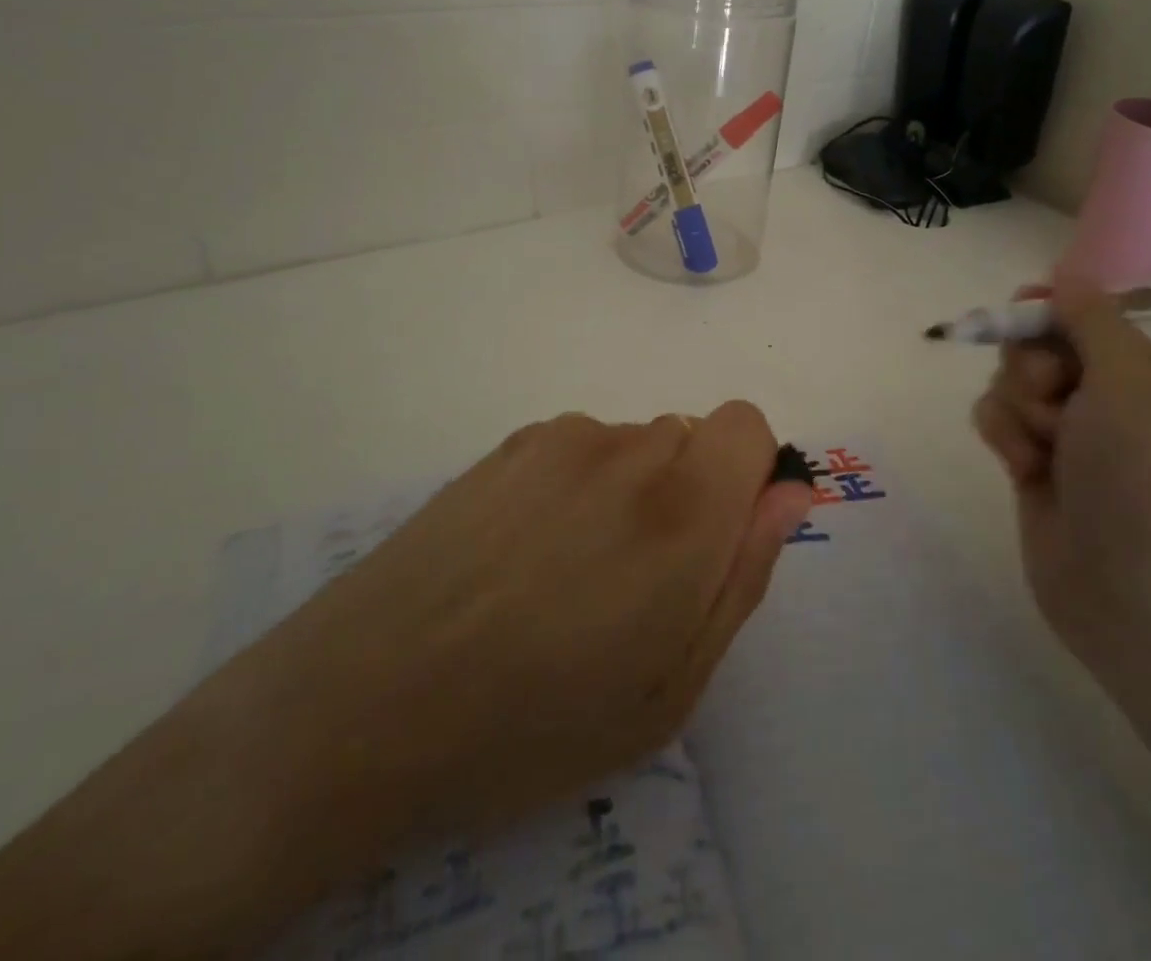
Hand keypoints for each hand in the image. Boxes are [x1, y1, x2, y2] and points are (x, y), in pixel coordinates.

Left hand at [216, 402, 812, 902]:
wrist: (360, 705)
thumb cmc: (532, 724)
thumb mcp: (669, 688)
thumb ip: (744, 574)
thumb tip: (789, 493)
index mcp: (681, 509)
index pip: (748, 425)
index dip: (745, 477)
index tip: (715, 541)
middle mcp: (626, 450)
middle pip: (691, 437)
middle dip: (688, 493)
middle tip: (635, 584)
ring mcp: (558, 439)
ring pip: (634, 444)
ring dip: (629, 493)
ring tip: (568, 578)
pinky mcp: (507, 444)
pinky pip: (578, 449)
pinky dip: (577, 486)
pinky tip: (522, 555)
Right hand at [971, 282, 1150, 678]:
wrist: (1134, 593)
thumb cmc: (1143, 477)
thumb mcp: (1129, 381)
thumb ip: (1091, 318)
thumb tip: (1067, 271)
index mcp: (1149, 374)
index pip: (1084, 316)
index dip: (1050, 312)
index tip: (1025, 314)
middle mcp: (1110, 400)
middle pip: (1037, 347)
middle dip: (1031, 368)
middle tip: (1052, 398)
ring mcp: (1070, 437)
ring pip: (1009, 384)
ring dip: (1016, 409)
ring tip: (1041, 449)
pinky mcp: (1032, 467)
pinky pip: (997, 421)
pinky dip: (1004, 437)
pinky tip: (1022, 468)